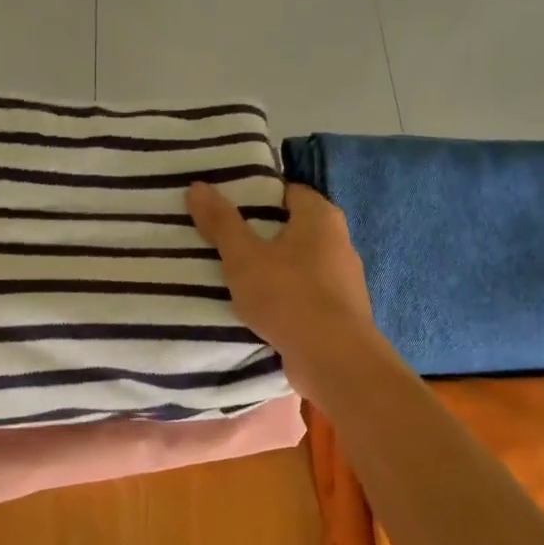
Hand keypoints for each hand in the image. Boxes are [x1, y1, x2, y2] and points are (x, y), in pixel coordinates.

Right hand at [187, 181, 383, 395]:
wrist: (333, 358)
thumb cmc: (288, 296)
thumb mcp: (243, 257)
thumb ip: (221, 222)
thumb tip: (198, 186)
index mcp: (321, 217)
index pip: (288, 192)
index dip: (258, 197)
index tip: (229, 209)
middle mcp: (340, 241)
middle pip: (295, 227)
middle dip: (264, 234)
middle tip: (226, 242)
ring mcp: (345, 278)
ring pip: (302, 263)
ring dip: (276, 269)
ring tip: (239, 277)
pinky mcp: (342, 310)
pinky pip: (308, 293)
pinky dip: (288, 295)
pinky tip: (264, 308)